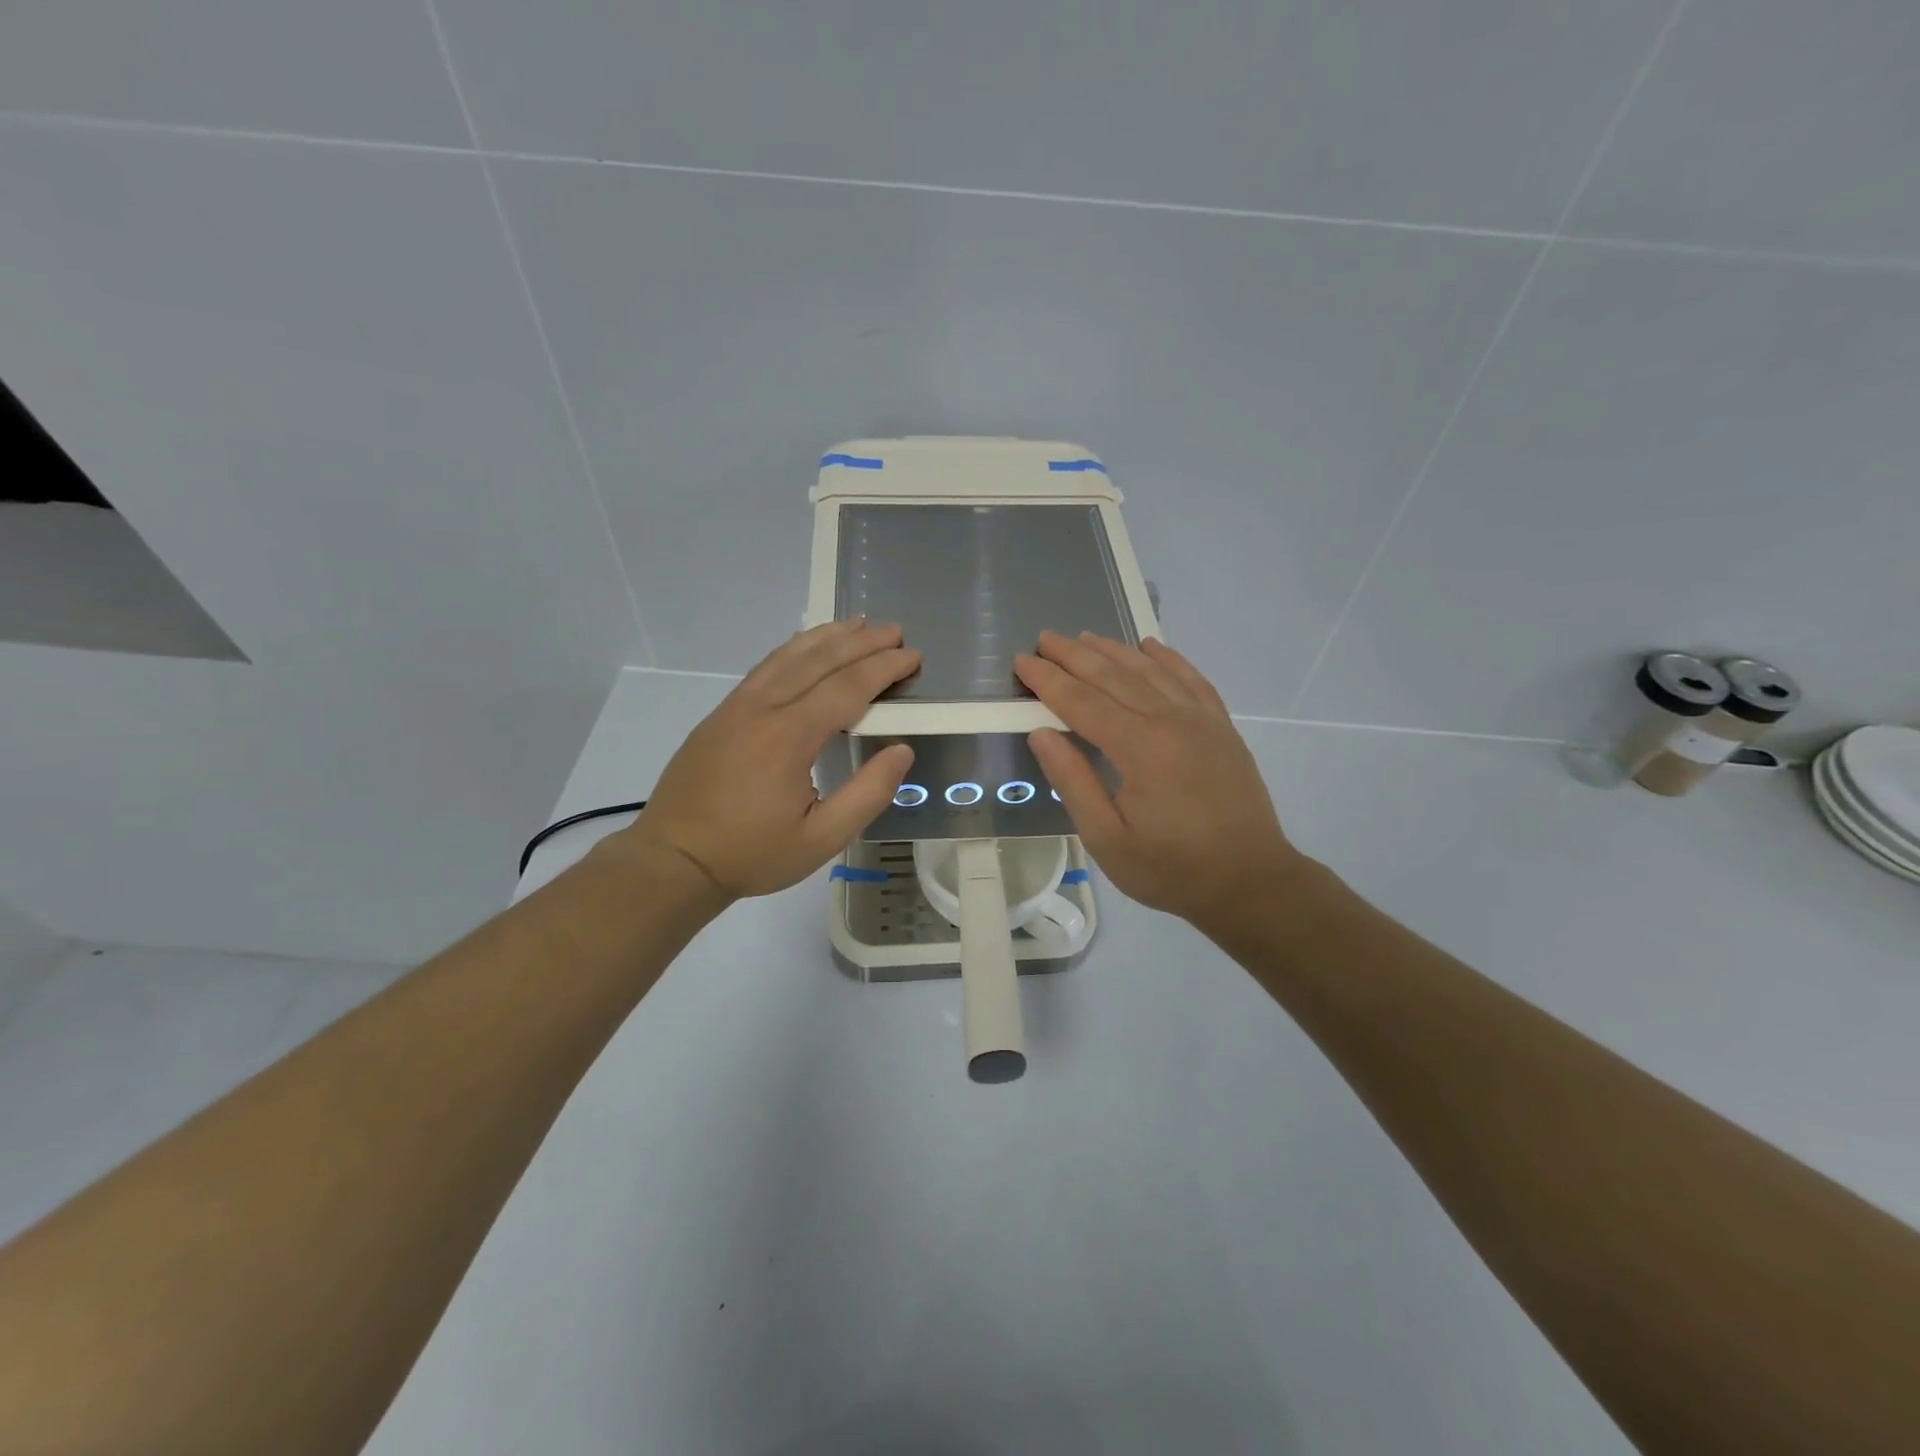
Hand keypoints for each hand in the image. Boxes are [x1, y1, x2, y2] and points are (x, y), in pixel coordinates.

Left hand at [610, 621, 918, 899]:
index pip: (847, 687)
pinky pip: (766, 668)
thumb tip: (901, 751)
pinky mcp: (721, 714)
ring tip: (858, 624)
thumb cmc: (752, 853)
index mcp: (789, 736)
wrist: (674, 859)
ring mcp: (736, 707)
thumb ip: (868, 794)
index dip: (883, 669)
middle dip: (861, 642)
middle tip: (895, 631)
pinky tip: (807, 648)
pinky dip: (794, 649)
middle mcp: (763, 708)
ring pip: (788, 656)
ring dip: (827, 637)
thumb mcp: (821, 839)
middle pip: (819, 661)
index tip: (913, 656)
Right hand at [1014, 631, 1303, 930]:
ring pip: (1150, 670)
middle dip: (1074, 656)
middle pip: (1113, 676)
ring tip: (1083, 638)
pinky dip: (1167, 658)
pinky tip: (1149, 646)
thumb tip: (1041, 733)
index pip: (1081, 702)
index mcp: (1140, 749)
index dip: (1048, 680)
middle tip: (1043, 639)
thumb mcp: (1107, 839)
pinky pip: (1191, 679)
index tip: (1020, 661)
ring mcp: (1202, 720)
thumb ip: (1073, 782)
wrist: (1250, 881)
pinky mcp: (1222, 727)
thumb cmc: (1171, 869)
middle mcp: (1171, 721)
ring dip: (1113, 650)